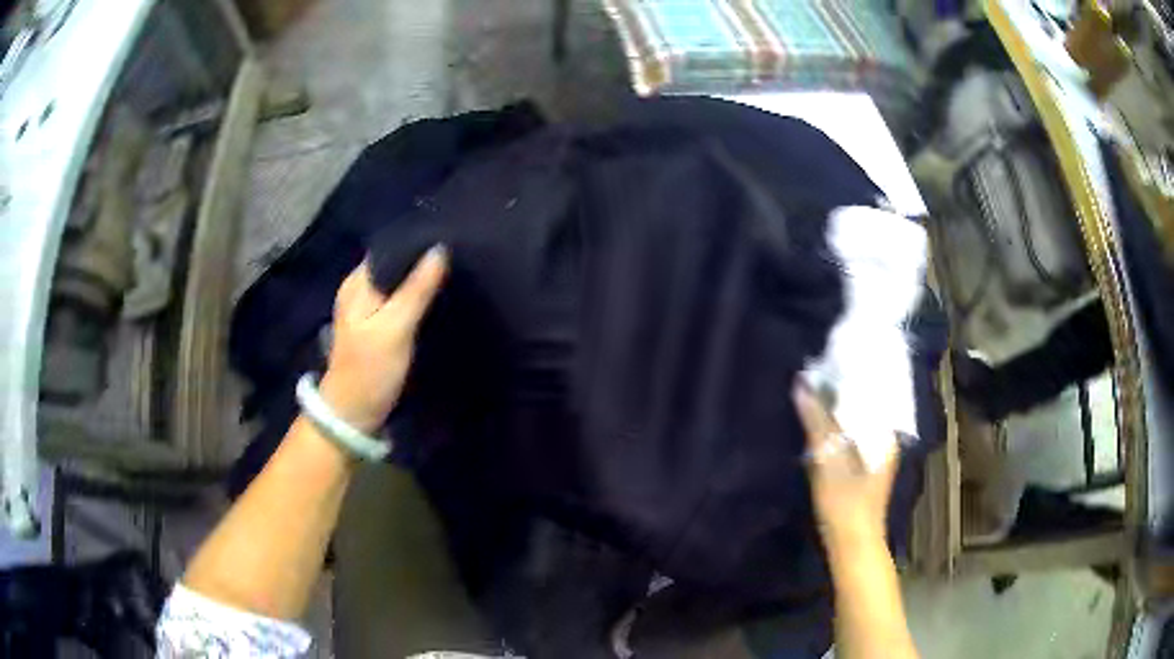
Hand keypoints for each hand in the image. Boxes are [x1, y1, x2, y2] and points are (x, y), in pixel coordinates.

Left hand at [320, 247, 447, 433]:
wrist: (352, 415)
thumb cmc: (371, 370)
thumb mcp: (395, 328)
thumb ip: (416, 289)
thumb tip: (439, 248)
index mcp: (358, 282)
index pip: (391, 248)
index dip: (418, 243)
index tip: (451, 239)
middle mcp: (360, 288)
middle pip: (395, 265)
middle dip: (422, 260)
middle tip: (459, 257)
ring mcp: (367, 308)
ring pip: (398, 283)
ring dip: (421, 280)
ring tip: (454, 272)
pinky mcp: (377, 326)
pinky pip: (400, 300)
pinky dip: (416, 297)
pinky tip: (437, 298)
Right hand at [793, 383, 898, 549]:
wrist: (853, 546)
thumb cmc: (844, 504)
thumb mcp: (828, 462)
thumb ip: (817, 423)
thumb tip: (801, 385)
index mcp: (885, 432)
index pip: (871, 389)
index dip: (851, 373)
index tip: (830, 357)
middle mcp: (886, 438)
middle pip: (864, 403)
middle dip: (842, 388)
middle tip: (817, 369)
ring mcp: (877, 453)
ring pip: (858, 419)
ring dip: (838, 406)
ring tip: (816, 387)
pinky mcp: (866, 465)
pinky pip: (854, 433)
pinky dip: (839, 424)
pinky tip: (822, 419)